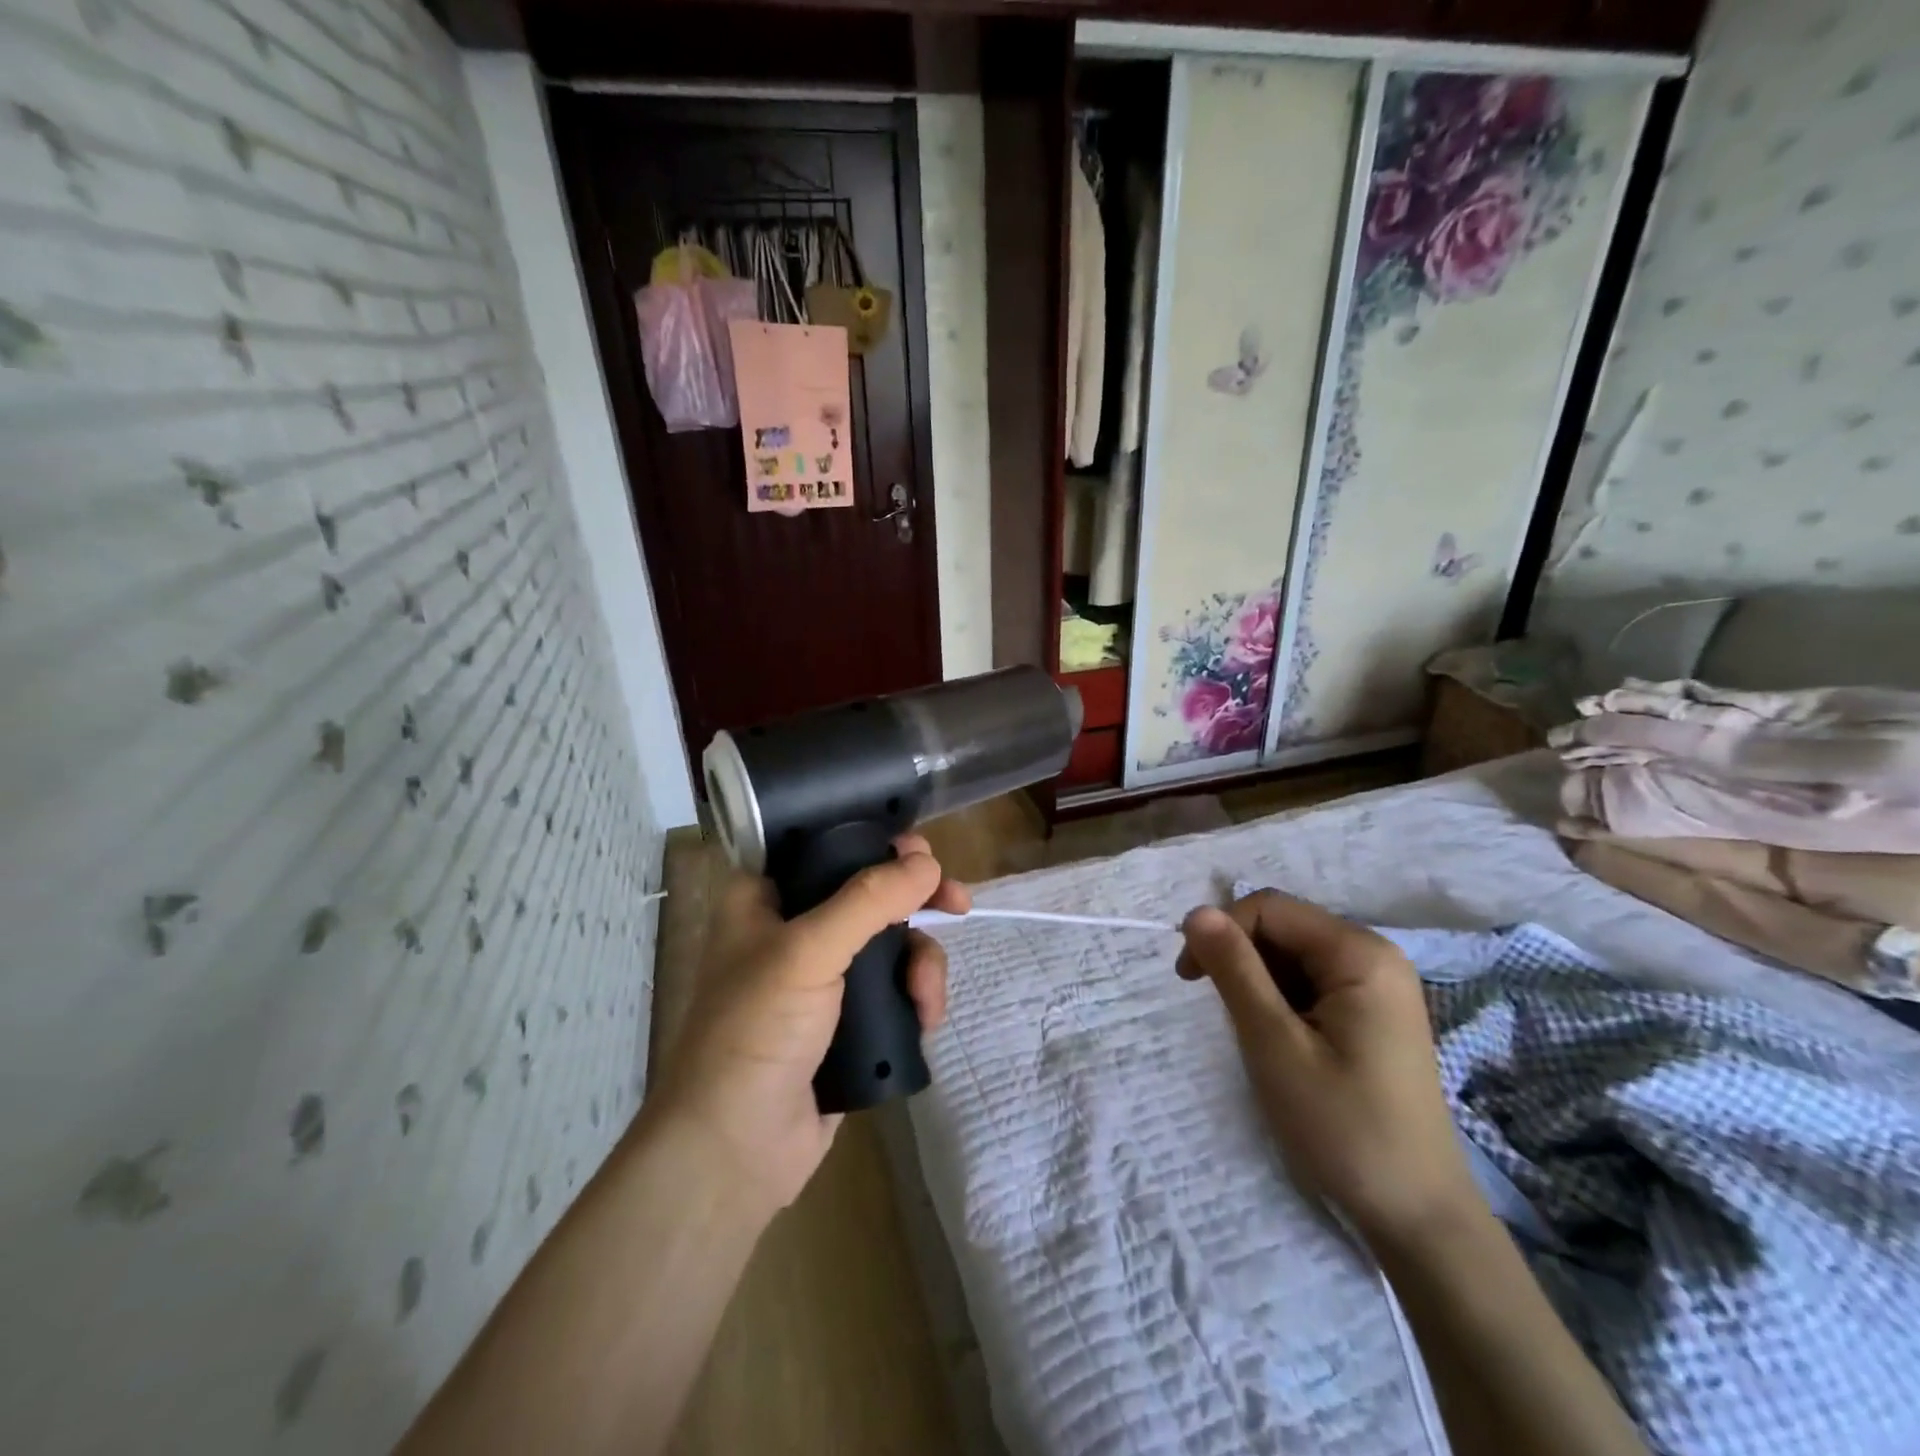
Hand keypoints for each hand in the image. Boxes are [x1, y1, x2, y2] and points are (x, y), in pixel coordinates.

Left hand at [653, 835, 969, 1217]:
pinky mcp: (849, 1020)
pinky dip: (917, 995)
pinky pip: (896, 988)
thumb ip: (868, 900)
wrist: (736, 1150)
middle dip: (917, 900)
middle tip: (957, 903)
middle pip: (870, 893)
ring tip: (926, 996)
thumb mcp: (807, 953)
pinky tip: (925, 1017)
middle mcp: (795, 929)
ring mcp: (824, 978)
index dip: (875, 841)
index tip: (920, 852)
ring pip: (892, 942)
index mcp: (766, 898)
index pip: (826, 846)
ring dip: (922, 961)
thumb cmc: (755, 1033)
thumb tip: (927, 862)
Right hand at [1178, 891, 1482, 1248]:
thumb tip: (1195, 912)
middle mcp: (1375, 956)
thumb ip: (1234, 970)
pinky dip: (1281, 1001)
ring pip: (1292, 955)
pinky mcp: (1373, 1013)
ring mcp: (1378, 986)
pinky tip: (1280, 1041)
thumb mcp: (1274, 1043)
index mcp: (1360, 953)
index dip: (1221, 931)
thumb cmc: (1342, 1127)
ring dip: (1258, 983)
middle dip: (1240, 958)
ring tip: (1255, 1036)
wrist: (1417, 1218)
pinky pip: (1311, 982)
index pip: (1268, 908)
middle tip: (1221, 1013)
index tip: (1188, 979)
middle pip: (1282, 927)